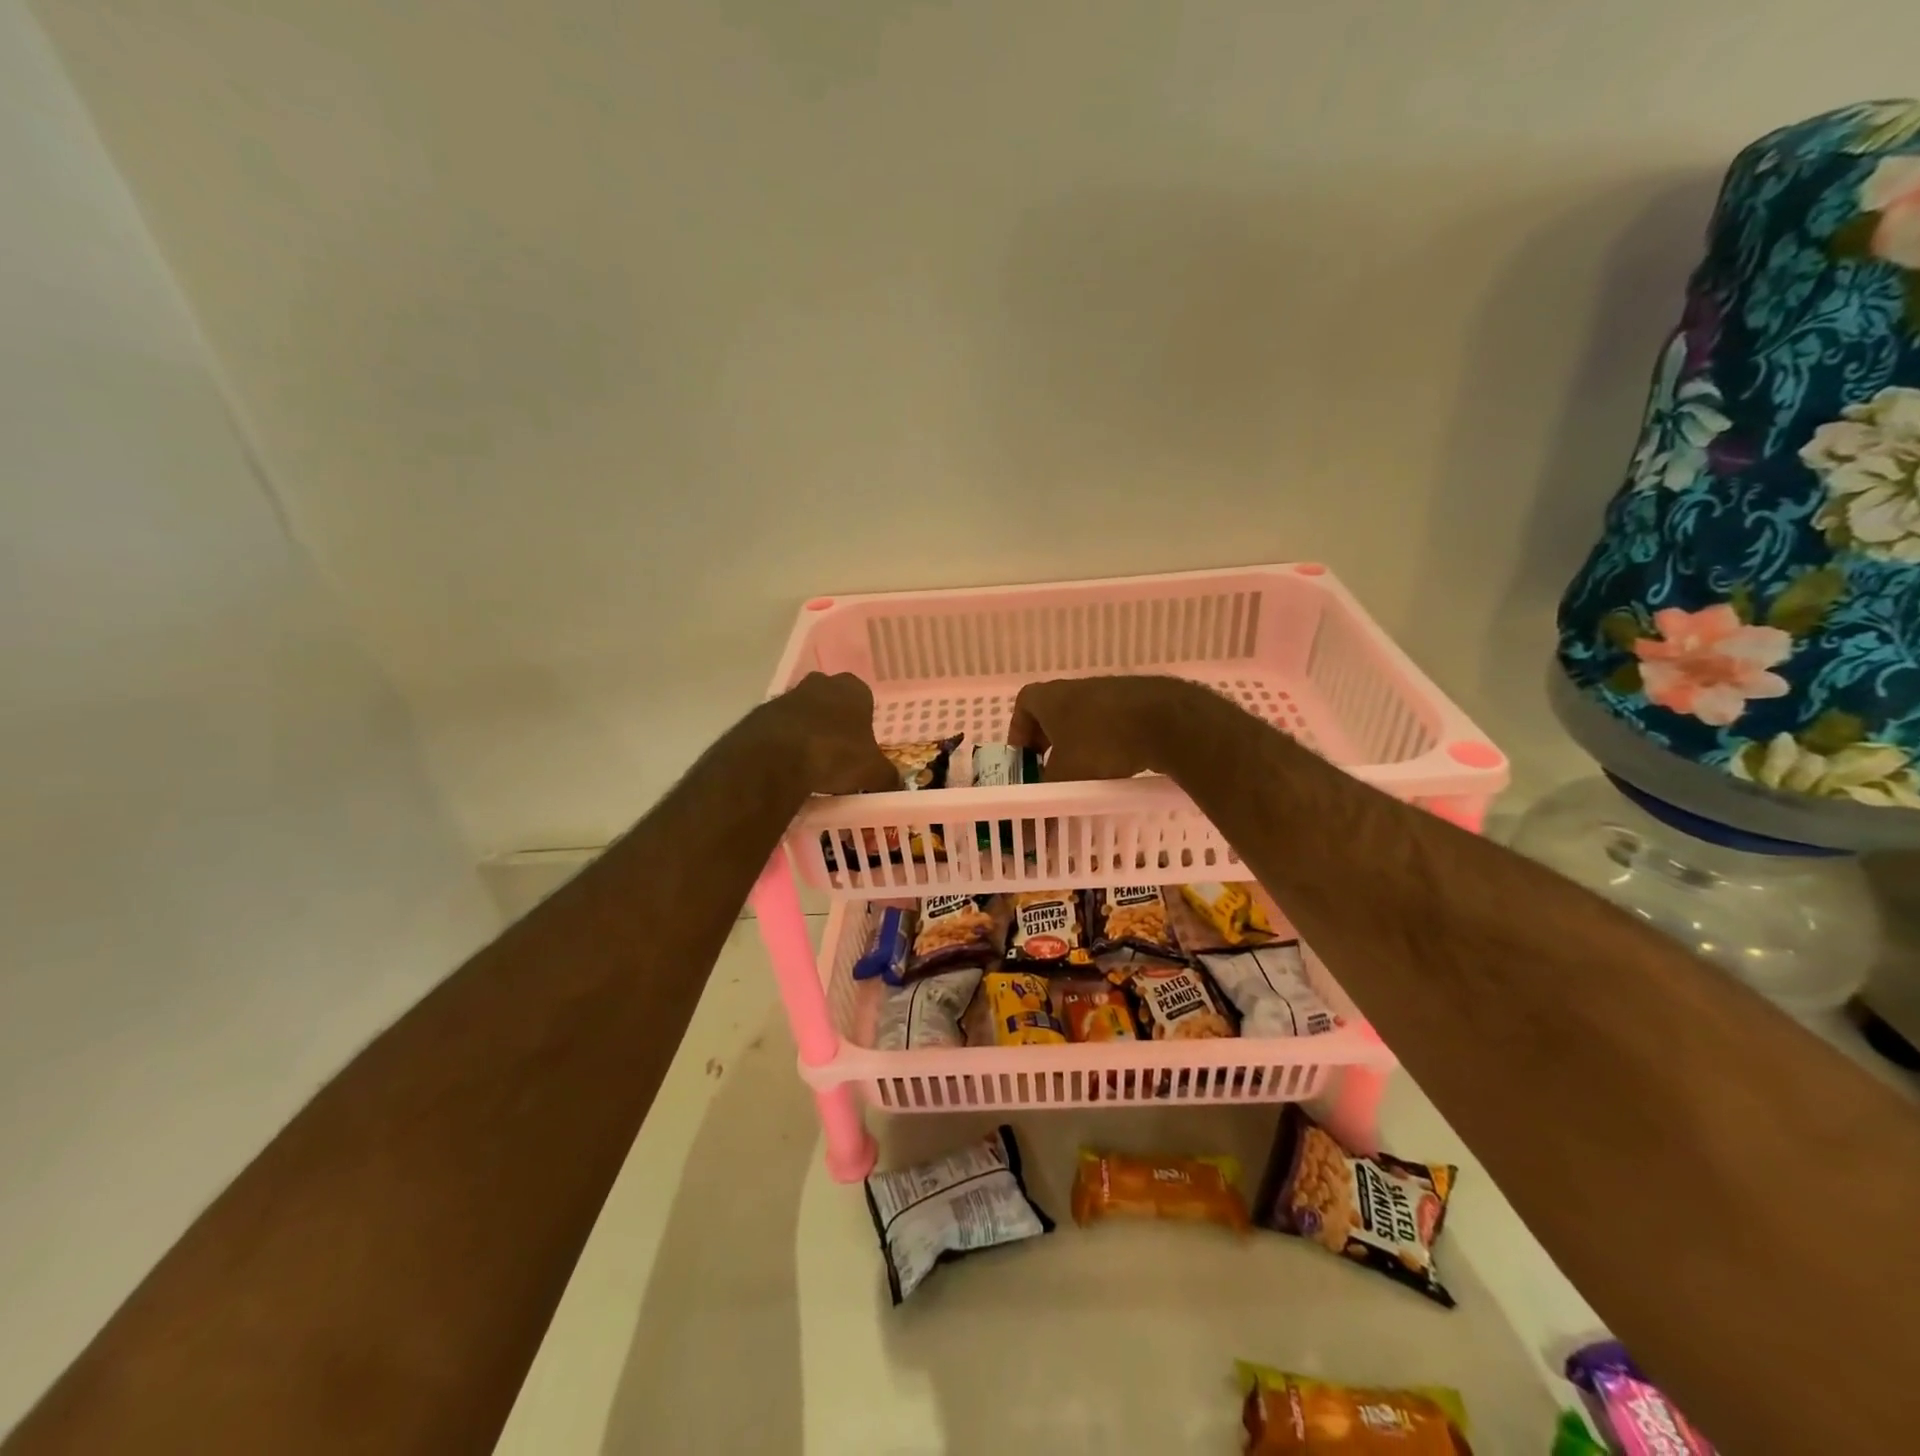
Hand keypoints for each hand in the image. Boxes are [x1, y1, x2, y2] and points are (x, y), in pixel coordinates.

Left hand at [750, 672, 900, 795]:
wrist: (776, 757)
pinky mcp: (761, 713)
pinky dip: (785, 744)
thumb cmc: (835, 754)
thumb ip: (888, 777)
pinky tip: (788, 768)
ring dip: (809, 733)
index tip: (862, 747)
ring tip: (813, 767)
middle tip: (839, 756)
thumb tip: (897, 786)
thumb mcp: (873, 772)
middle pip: (833, 703)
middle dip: (835, 724)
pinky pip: (780, 729)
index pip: (865, 700)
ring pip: (805, 714)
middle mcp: (821, 683)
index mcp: (854, 689)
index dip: (864, 724)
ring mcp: (788, 696)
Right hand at [1008, 676, 1211, 780]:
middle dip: (1049, 741)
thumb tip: (1030, 832)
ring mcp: (1111, 691)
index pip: (1024, 703)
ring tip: (1085, 772)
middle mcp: (1078, 687)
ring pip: (1085, 717)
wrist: (1166, 721)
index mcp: (1051, 697)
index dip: (1019, 730)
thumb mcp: (1066, 776)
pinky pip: (1113, 721)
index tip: (1024, 757)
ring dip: (1080, 742)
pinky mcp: (1139, 701)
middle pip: (1054, 711)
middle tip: (1050, 769)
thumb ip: (1046, 798)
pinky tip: (1119, 764)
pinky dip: (1108, 741)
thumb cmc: (1101, 742)